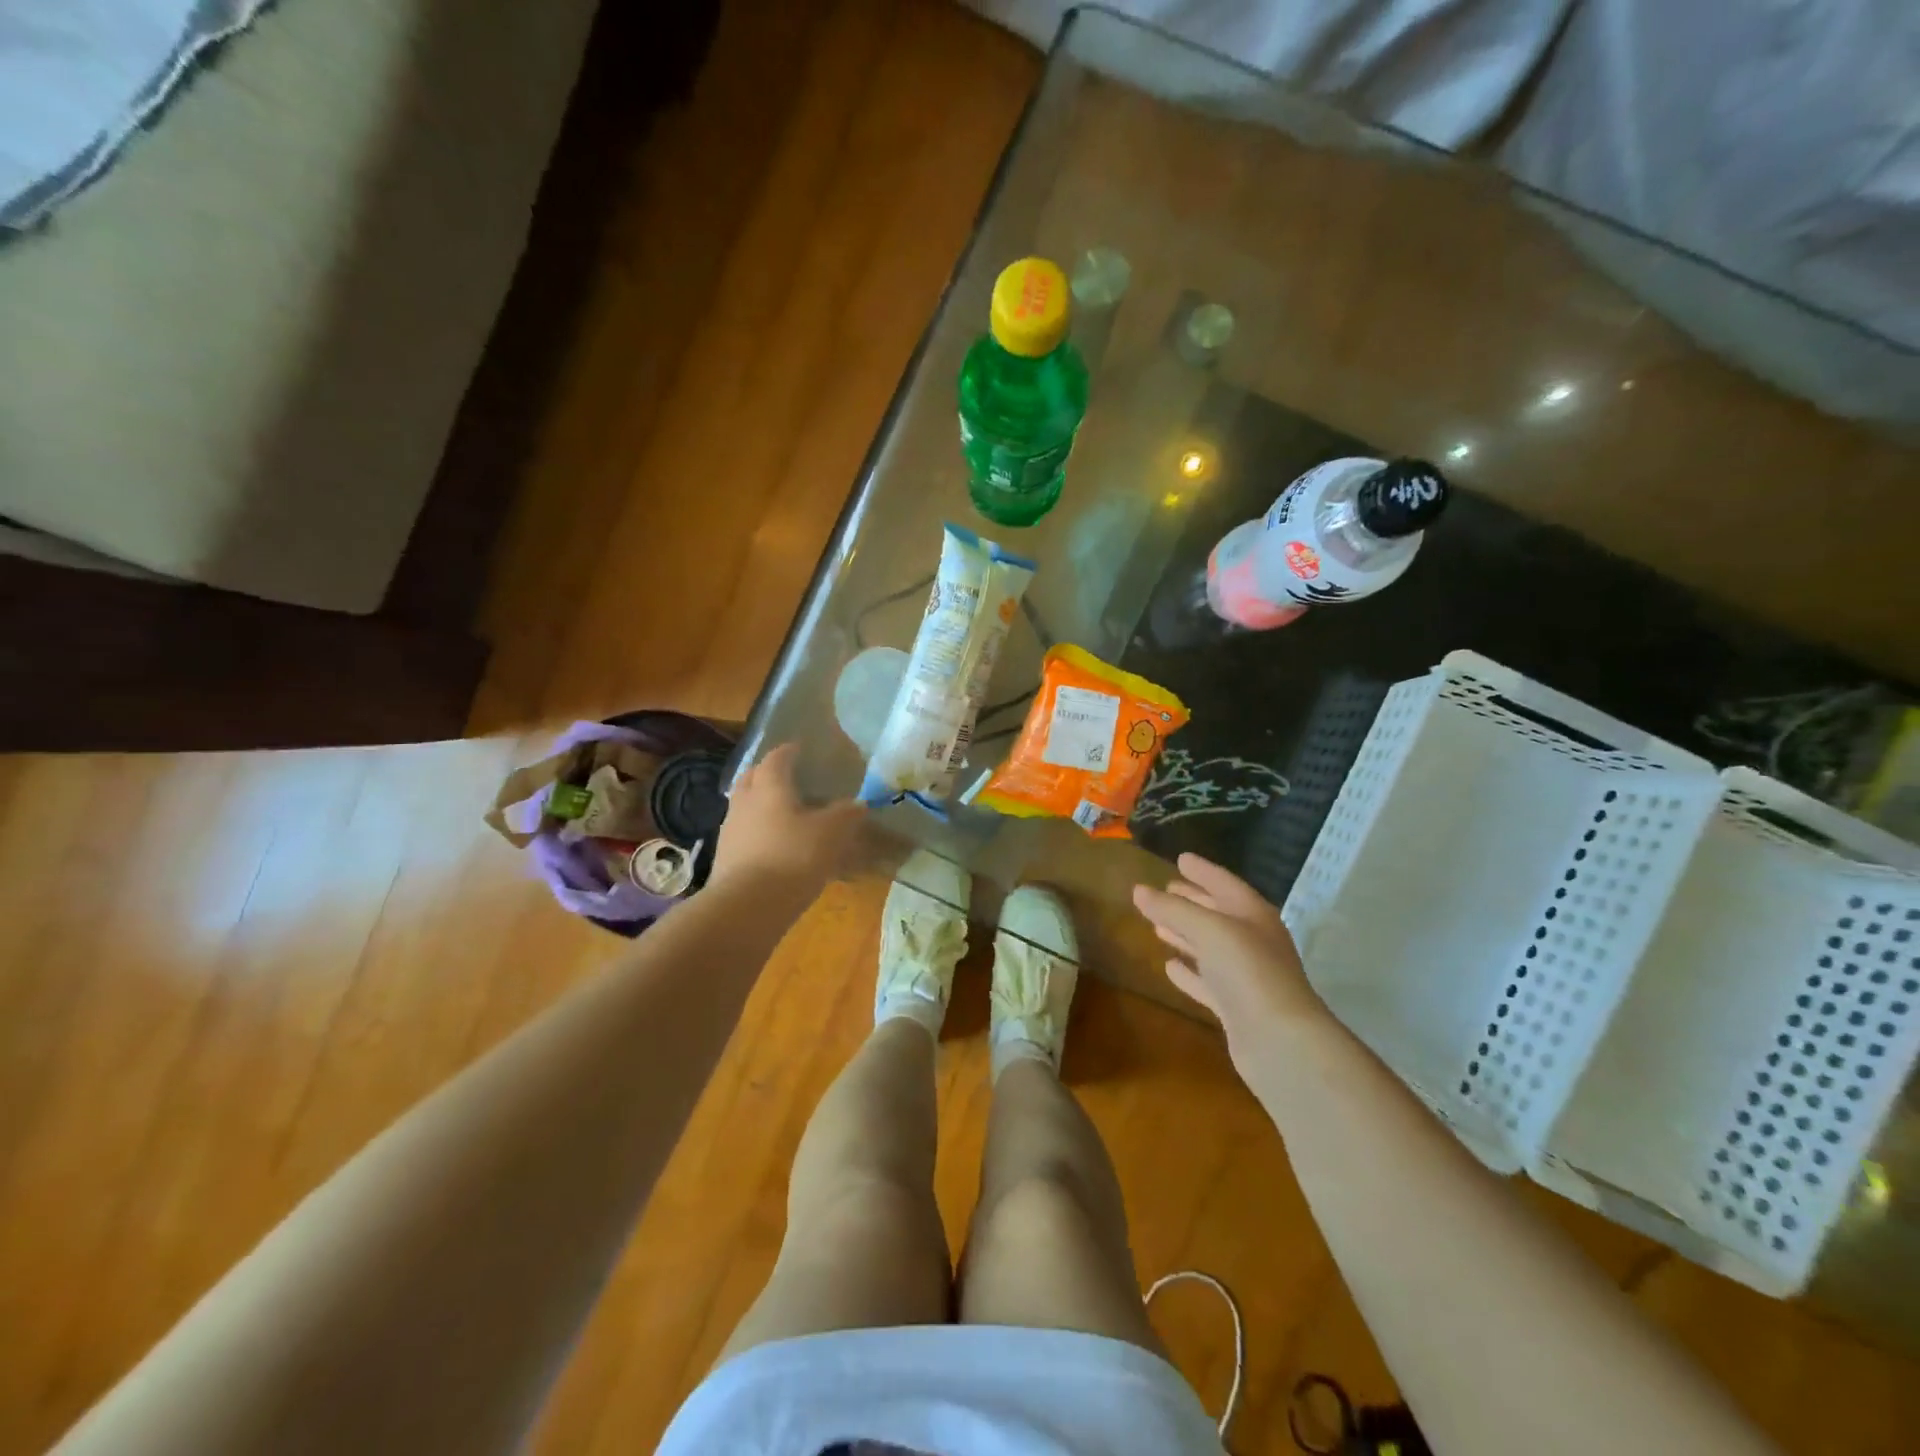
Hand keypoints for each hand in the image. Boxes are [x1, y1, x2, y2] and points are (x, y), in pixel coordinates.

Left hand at [711, 744, 870, 896]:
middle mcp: (745, 801)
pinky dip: (759, 832)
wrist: (746, 907)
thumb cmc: (792, 857)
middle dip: (769, 773)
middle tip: (790, 777)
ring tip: (786, 814)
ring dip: (762, 804)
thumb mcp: (831, 834)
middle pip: (753, 777)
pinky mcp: (726, 858)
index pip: (777, 757)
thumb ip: (845, 815)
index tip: (802, 750)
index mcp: (769, 786)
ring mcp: (731, 831)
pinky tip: (776, 846)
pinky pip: (745, 834)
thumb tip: (858, 804)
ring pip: (746, 806)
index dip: (790, 751)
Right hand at [1132, 853, 1329, 1061]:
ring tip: (1157, 925)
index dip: (1203, 871)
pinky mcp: (1235, 1007)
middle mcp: (1252, 941)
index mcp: (1254, 915)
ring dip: (1185, 935)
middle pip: (1218, 914)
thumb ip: (1172, 909)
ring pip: (1210, 947)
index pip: (1224, 883)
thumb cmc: (1248, 971)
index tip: (1180, 858)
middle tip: (1165, 888)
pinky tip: (1169, 967)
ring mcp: (1245, 976)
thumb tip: (1138, 890)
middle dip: (1192, 900)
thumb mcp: (1208, 930)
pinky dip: (1188, 972)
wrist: (1280, 1041)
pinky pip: (1206, 981)